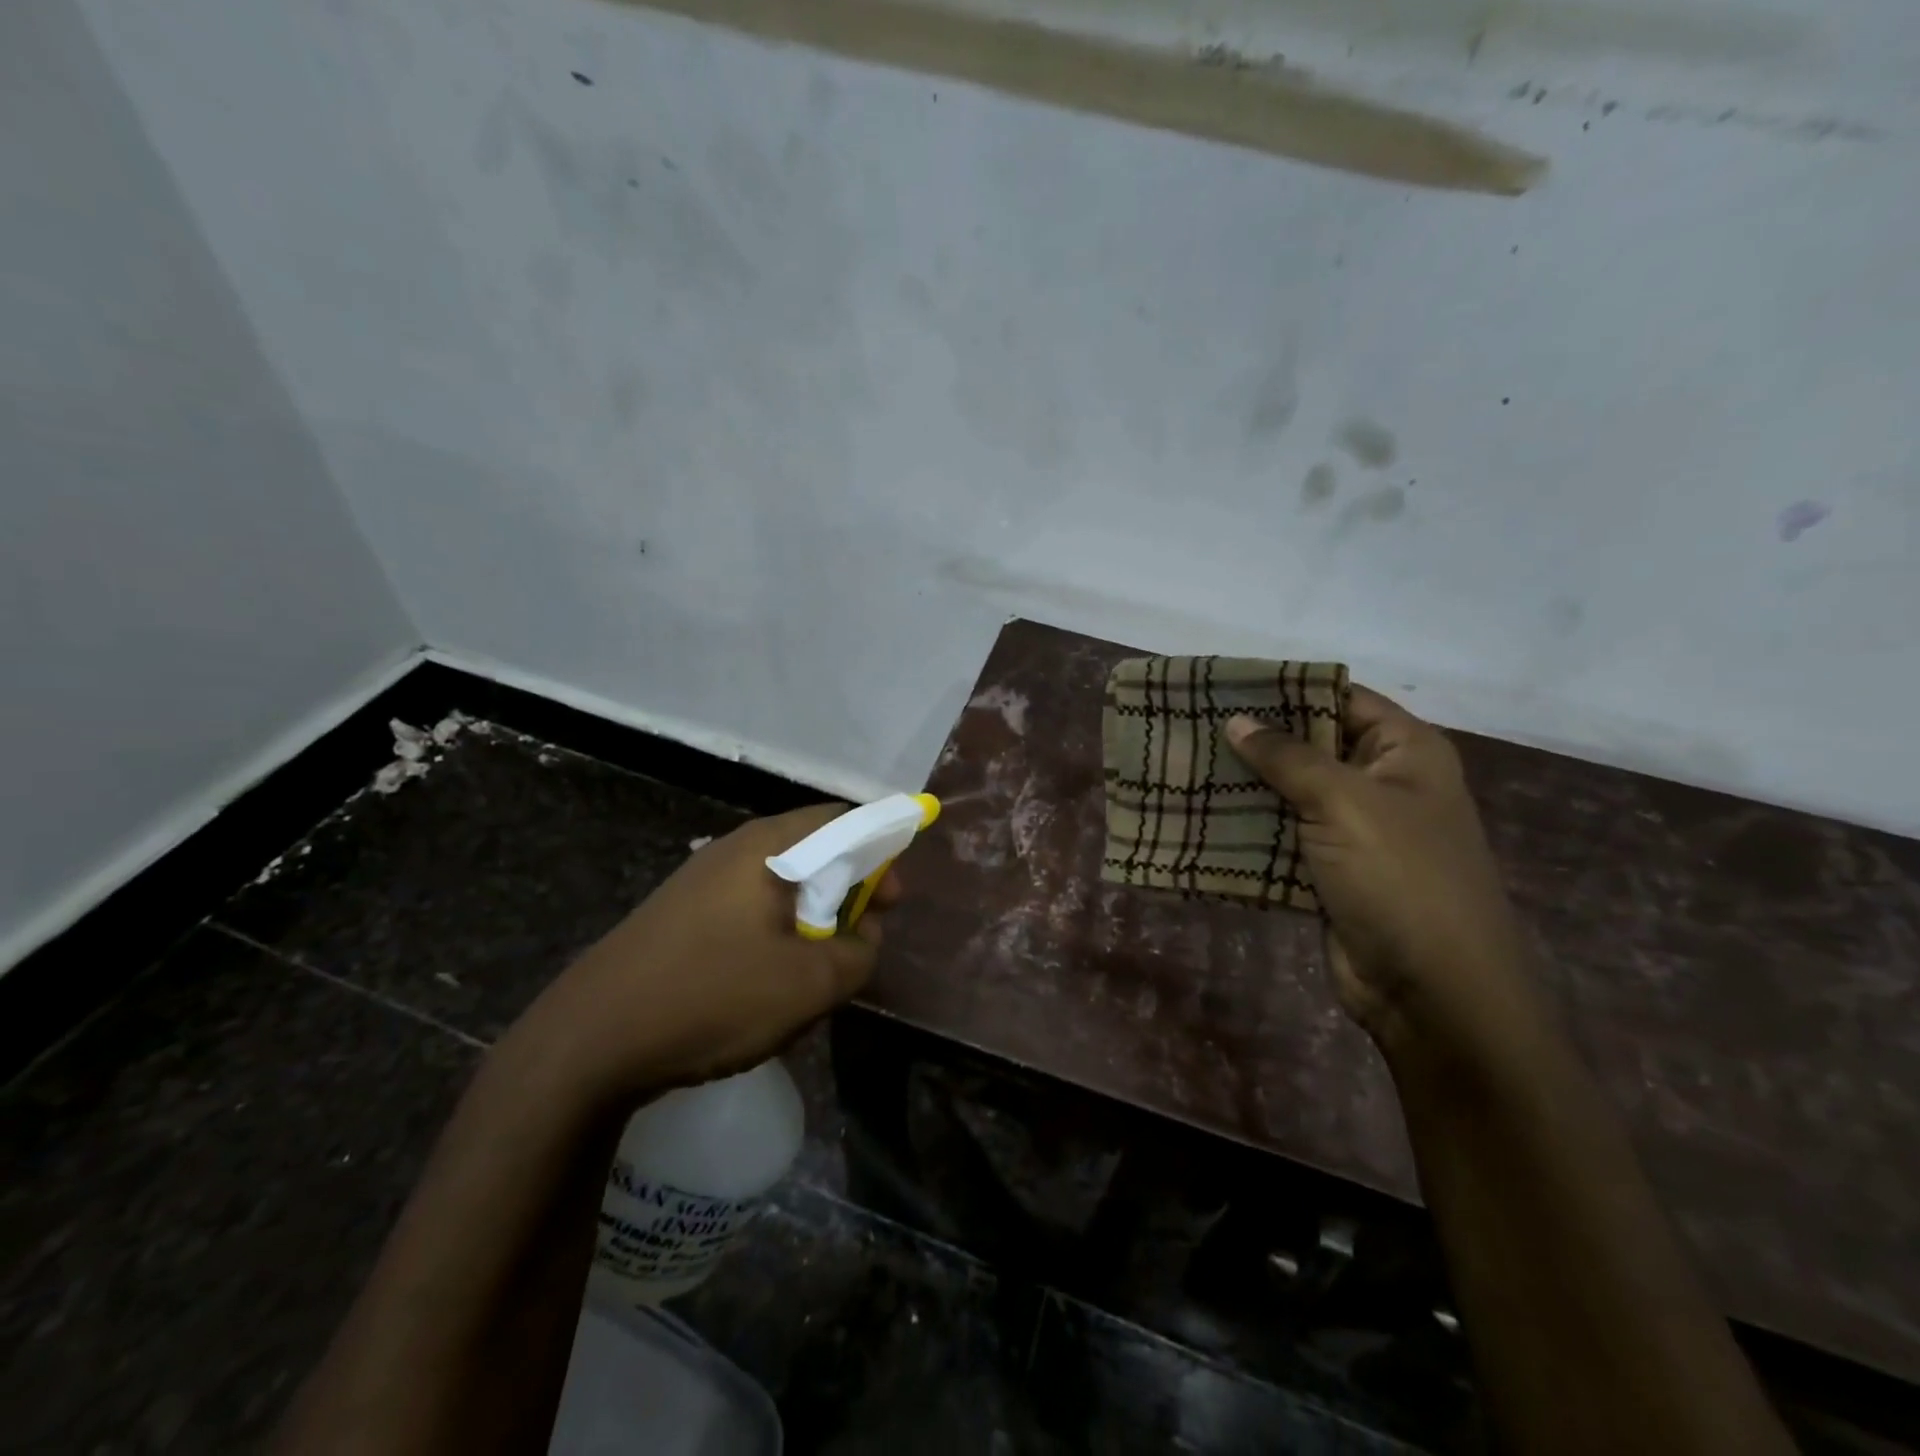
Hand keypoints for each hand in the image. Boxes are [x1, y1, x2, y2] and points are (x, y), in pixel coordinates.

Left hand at [503, 805, 895, 1109]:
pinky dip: (776, 934)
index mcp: (768, 846)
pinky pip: (748, 909)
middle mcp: (734, 849)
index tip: (893, 902)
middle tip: (859, 939)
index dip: (881, 853)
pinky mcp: (679, 915)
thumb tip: (865, 934)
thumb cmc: (712, 997)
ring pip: (780, 885)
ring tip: (816, 969)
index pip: (844, 821)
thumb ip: (858, 953)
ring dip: (812, 918)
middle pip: (813, 850)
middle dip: (848, 892)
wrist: (588, 1041)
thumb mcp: (809, 984)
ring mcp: (701, 881)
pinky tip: (767, 981)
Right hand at [1226, 688, 1541, 1057]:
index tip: (1225, 685)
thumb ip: (1288, 757)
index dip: (1287, 689)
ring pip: (1289, 793)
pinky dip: (1246, 828)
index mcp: (1404, 752)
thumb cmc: (1400, 877)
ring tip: (1184, 765)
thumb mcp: (1345, 803)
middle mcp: (1381, 784)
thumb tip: (1238, 719)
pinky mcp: (1328, 870)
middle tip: (1191, 725)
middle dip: (1255, 739)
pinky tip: (1198, 814)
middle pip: (1310, 746)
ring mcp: (1354, 831)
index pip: (1341, 699)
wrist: (1432, 990)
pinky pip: (1281, 836)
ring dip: (1244, 785)